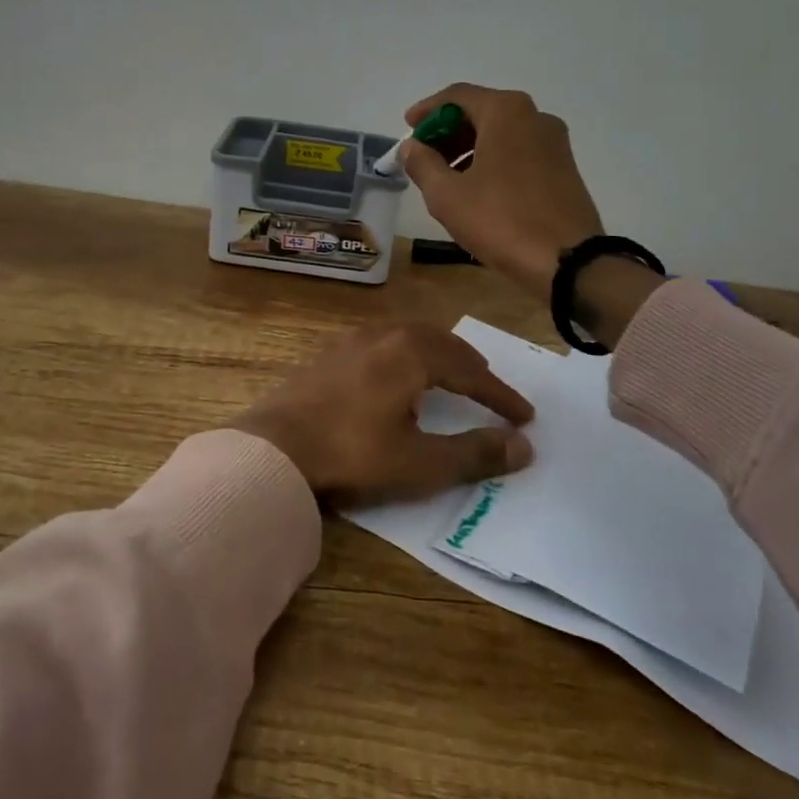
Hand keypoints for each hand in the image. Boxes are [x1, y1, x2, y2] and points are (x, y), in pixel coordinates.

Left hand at [226, 323, 534, 505]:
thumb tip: (523, 446)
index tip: (525, 417)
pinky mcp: (329, 354)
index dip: (500, 395)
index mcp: (411, 353)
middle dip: (470, 367)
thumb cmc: (352, 455)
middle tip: (491, 390)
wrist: (273, 449)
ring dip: (438, 356)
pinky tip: (399, 381)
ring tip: (452, 379)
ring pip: (409, 338)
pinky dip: (407, 357)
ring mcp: (351, 341)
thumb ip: (474, 453)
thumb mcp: (420, 463)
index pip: (469, 371)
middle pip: (440, 343)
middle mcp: (384, 335)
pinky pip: (383, 344)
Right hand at [399, 84, 606, 294]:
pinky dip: (493, 159)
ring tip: (446, 177)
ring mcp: (554, 142)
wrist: (569, 262)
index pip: (457, 96)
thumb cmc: (501, 220)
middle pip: (481, 111)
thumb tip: (411, 146)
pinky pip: (519, 150)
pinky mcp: (564, 167)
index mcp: (505, 112)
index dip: (427, 110)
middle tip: (423, 156)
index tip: (408, 128)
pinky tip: (477, 188)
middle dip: (448, 131)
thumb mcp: (447, 195)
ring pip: (502, 132)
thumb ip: (422, 163)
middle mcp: (534, 117)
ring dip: (469, 147)